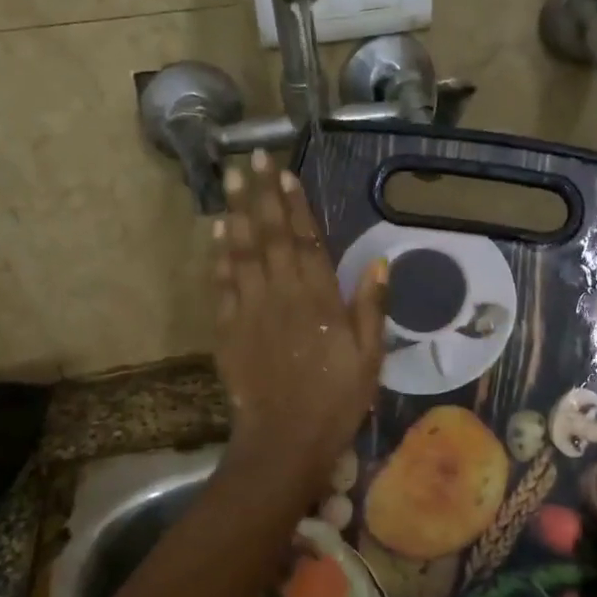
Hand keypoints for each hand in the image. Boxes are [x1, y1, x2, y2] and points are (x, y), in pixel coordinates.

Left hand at [213, 150, 387, 505]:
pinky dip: (219, 255)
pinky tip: (217, 231)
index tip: (285, 173)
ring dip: (237, 213)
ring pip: (242, 252)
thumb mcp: (369, 357)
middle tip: (253, 157)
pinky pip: (223, 284)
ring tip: (231, 179)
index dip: (296, 205)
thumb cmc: (336, 400)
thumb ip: (371, 307)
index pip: (308, 241)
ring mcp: (251, 310)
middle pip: (271, 235)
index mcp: (320, 300)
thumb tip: (380, 261)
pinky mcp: (229, 329)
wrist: (286, 439)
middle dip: (262, 194)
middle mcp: (283, 295)